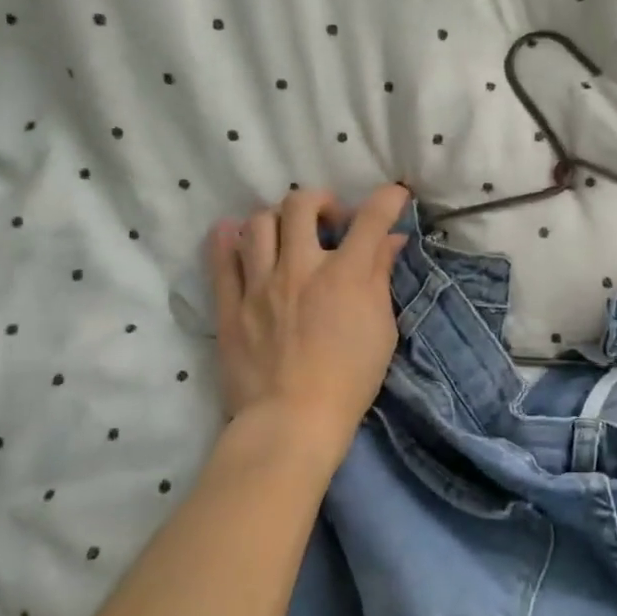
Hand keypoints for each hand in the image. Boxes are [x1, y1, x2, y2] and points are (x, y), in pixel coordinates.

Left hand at [208, 184, 410, 455]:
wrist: (293, 420)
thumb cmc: (350, 379)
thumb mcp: (382, 329)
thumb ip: (381, 277)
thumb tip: (392, 240)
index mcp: (344, 275)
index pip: (370, 219)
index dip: (388, 199)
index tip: (395, 195)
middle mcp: (300, 267)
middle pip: (301, 204)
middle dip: (321, 201)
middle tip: (330, 222)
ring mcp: (259, 284)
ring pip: (259, 223)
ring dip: (277, 219)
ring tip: (287, 237)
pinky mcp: (230, 305)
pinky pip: (221, 259)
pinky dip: (227, 239)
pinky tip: (235, 235)